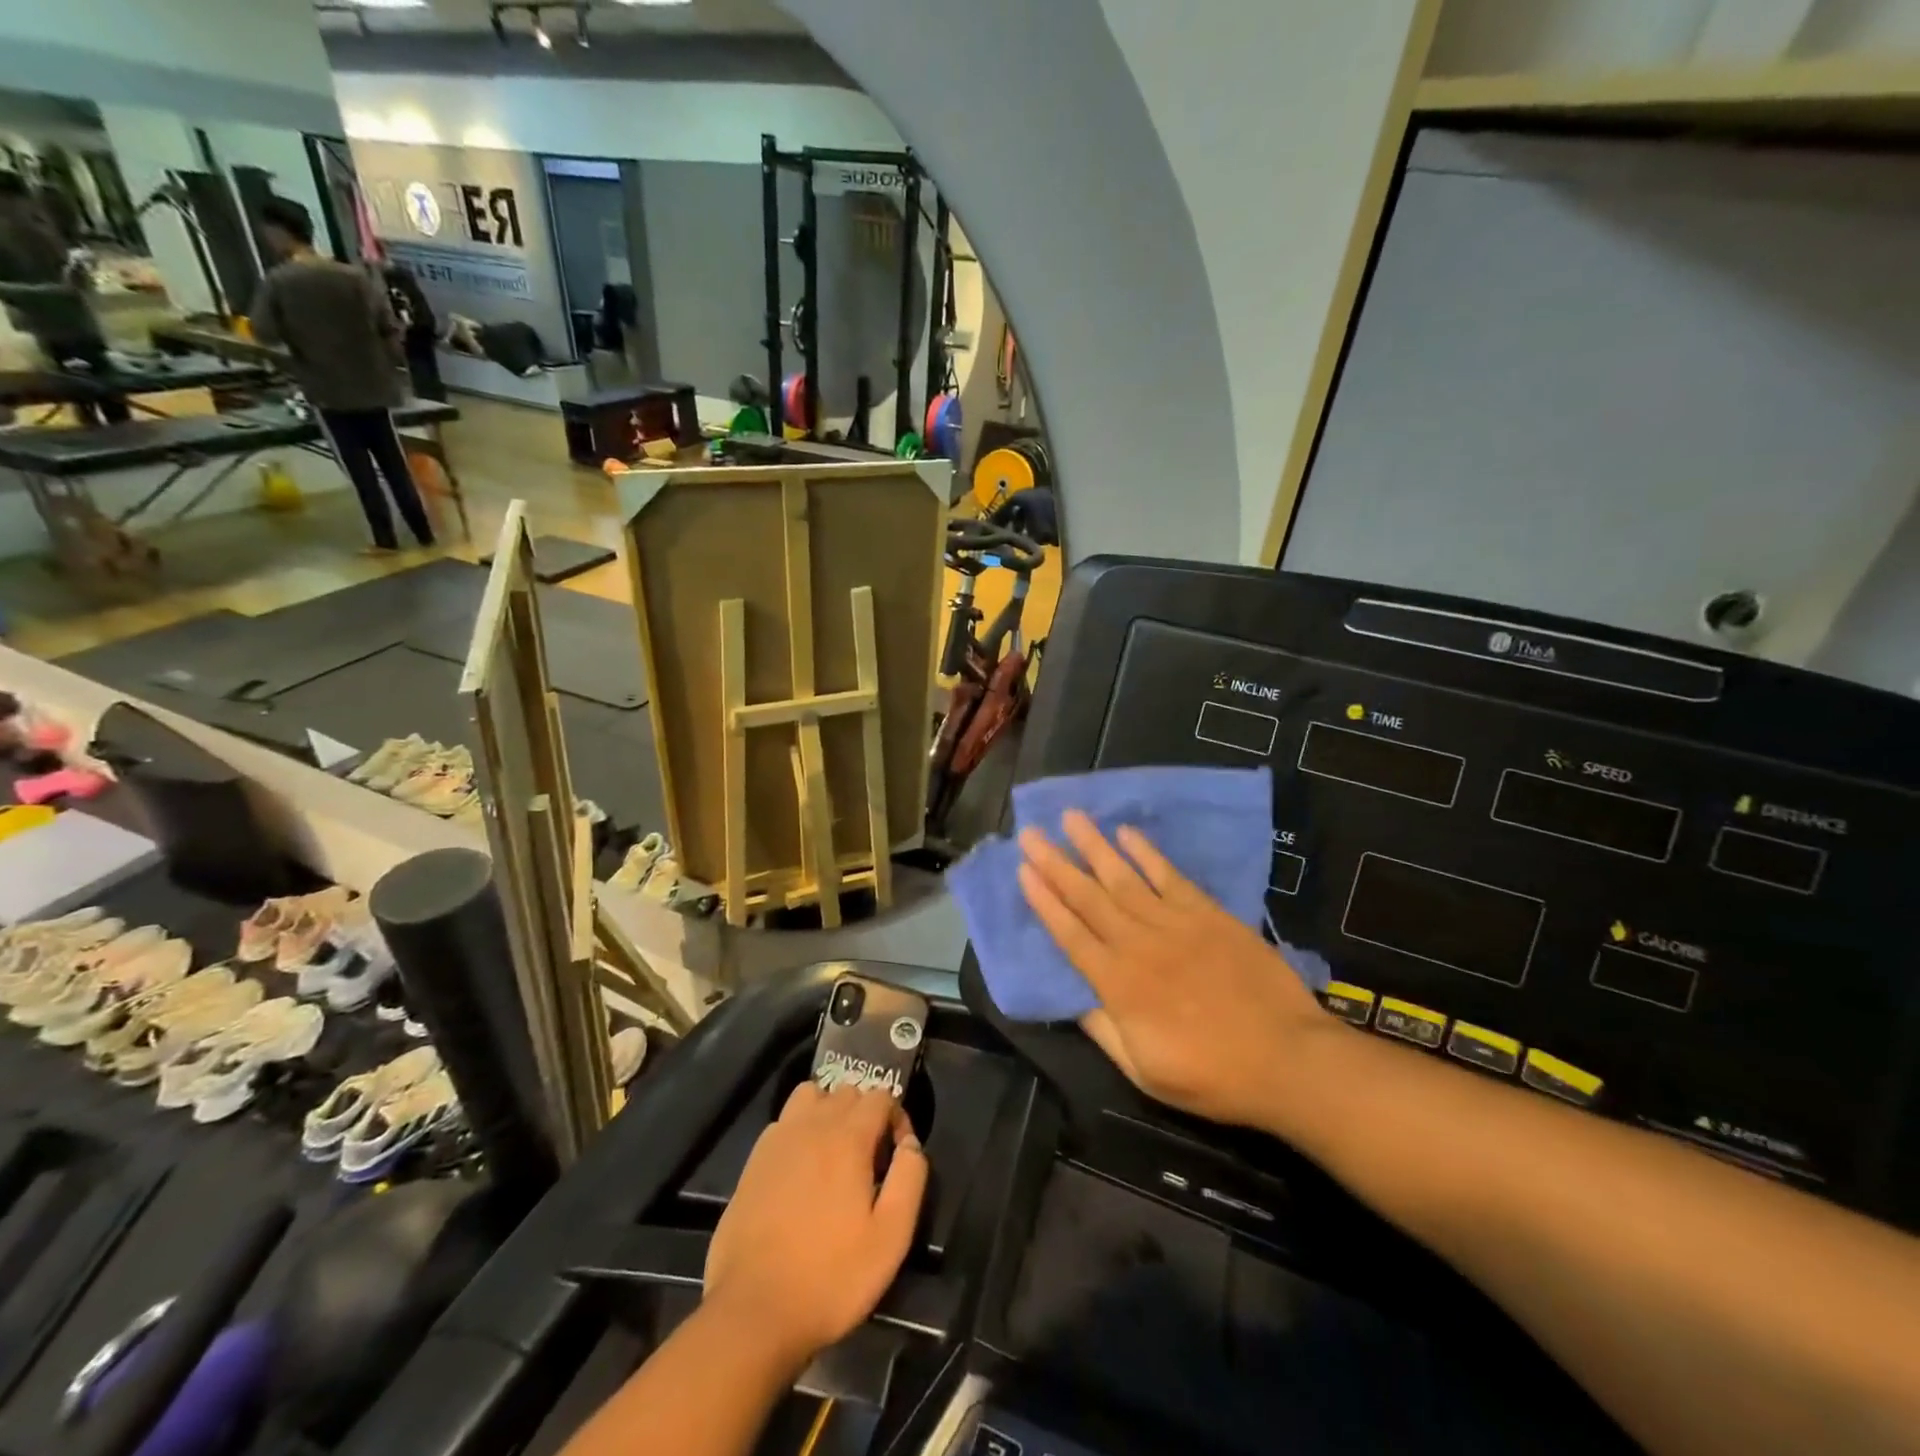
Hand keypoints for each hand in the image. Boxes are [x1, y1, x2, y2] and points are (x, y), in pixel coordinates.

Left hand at [703, 1082, 926, 1365]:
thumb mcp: (891, 1237)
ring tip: (835, 1154)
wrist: (753, 1312)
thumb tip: (911, 1144)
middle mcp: (812, 1125)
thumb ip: (910, 1179)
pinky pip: (784, 1122)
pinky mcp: (753, 1161)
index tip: (897, 1158)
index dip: (897, 1119)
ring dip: (829, 1112)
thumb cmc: (831, 1277)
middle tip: (870, 1162)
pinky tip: (801, 1170)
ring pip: (811, 1096)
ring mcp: (778, 1139)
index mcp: (848, 1137)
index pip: (880, 1096)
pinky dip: (799, 1130)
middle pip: (847, 1091)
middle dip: (865, 1115)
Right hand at [1018, 811, 1328, 1127]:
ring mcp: (1175, 924)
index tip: (1023, 870)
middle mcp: (1139, 945)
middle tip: (1031, 833)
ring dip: (1094, 846)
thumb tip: (1072, 999)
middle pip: (1088, 897)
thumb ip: (1104, 1032)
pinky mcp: (1208, 915)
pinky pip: (1170, 877)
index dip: (1044, 901)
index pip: (1070, 934)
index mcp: (1119, 986)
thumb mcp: (1146, 1073)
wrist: (1289, 1060)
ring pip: (1124, 878)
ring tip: (1071, 817)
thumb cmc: (1213, 1076)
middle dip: (1056, 864)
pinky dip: (1146, 853)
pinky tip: (1127, 833)